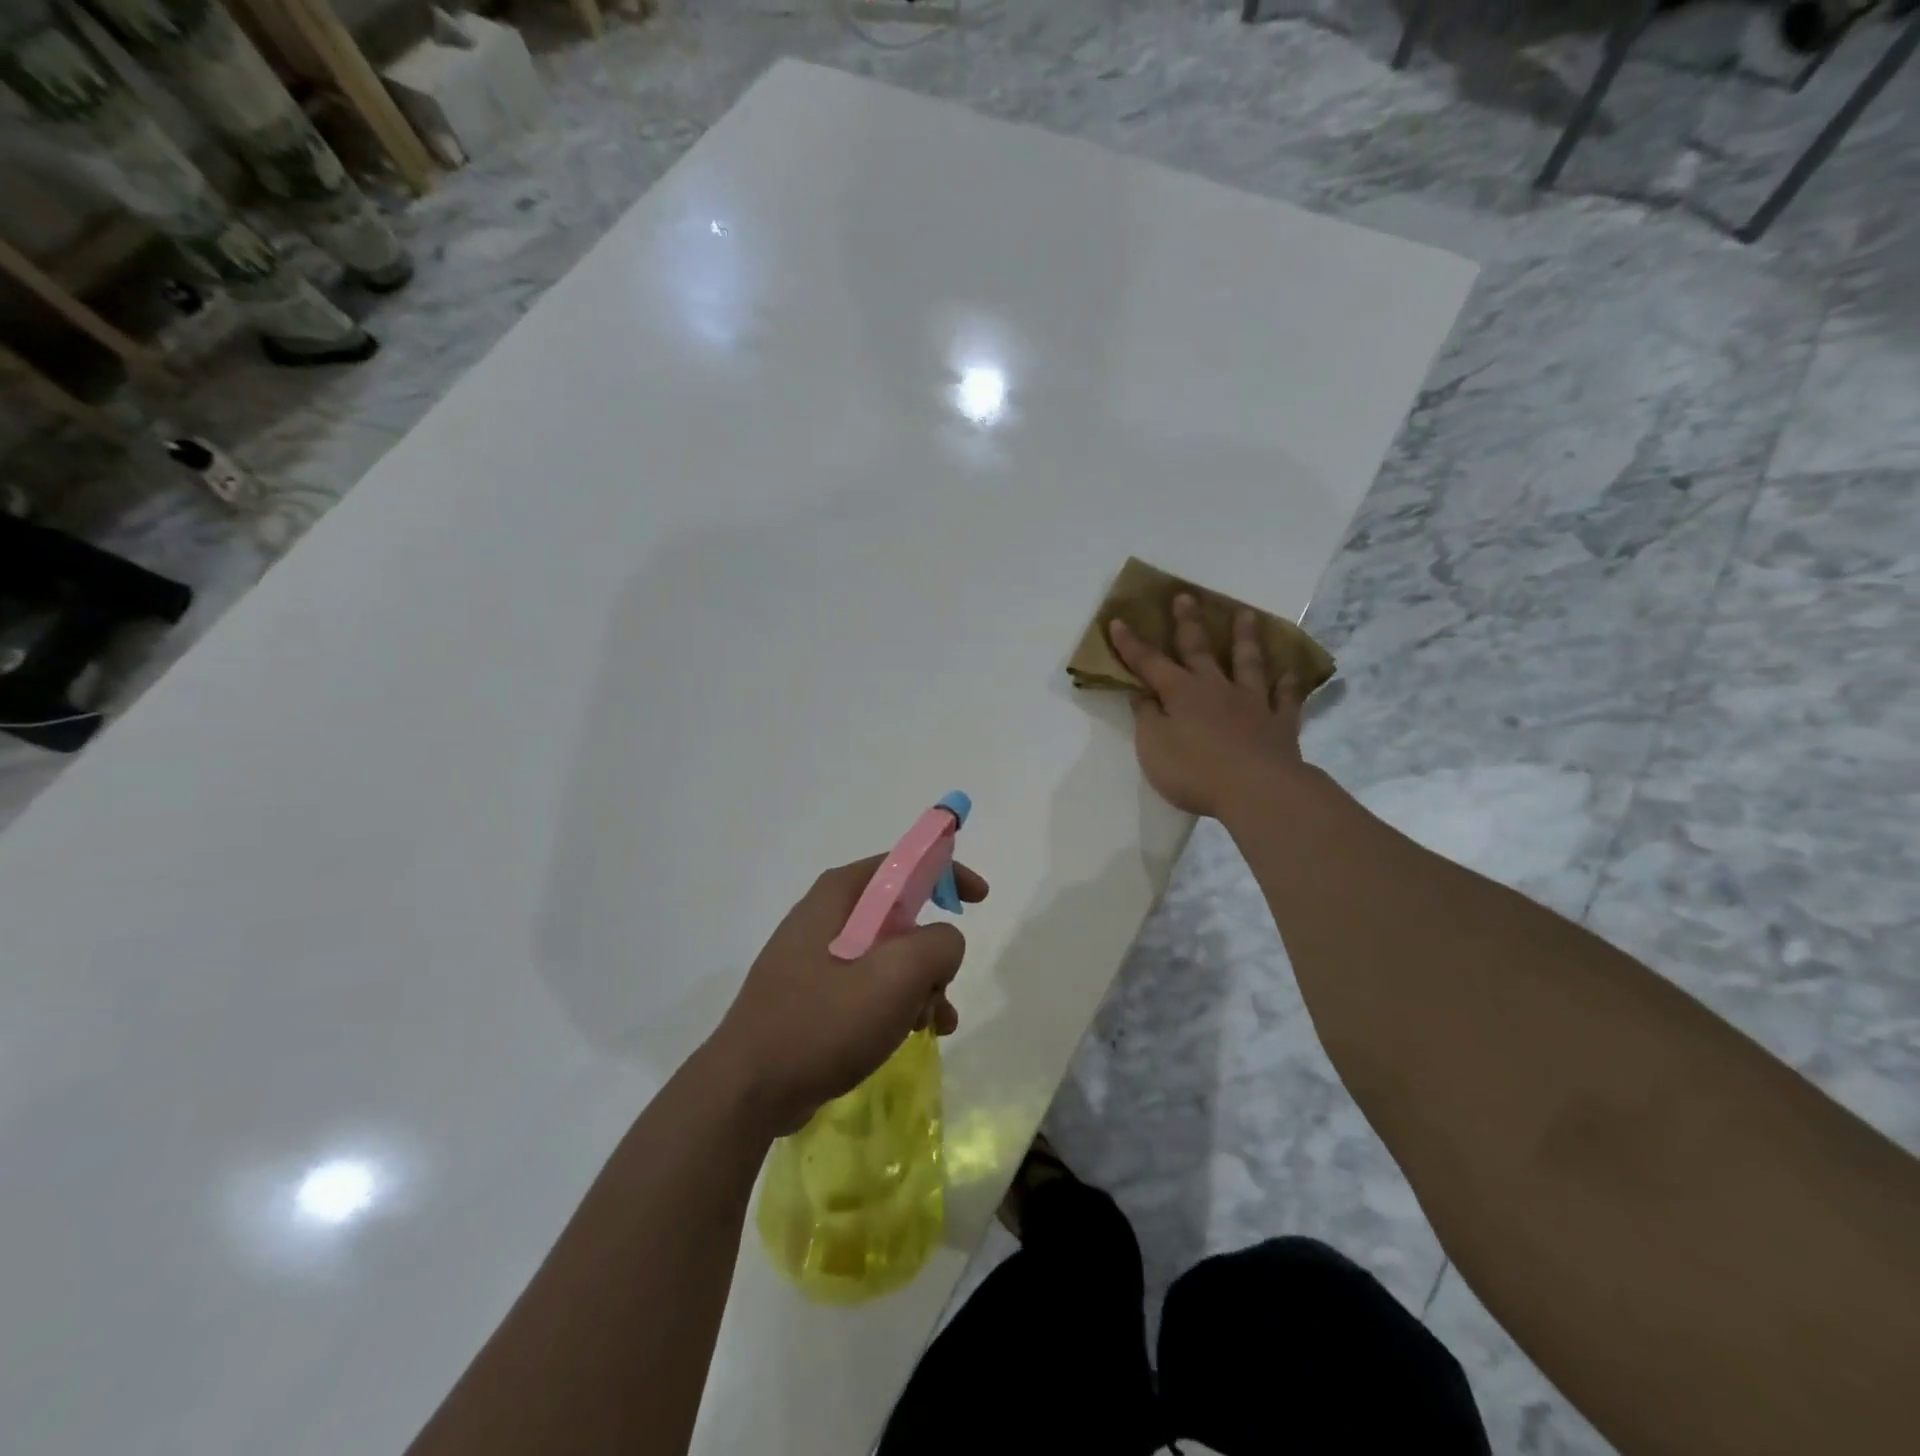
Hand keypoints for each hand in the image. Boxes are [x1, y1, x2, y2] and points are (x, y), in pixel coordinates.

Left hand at [707, 856, 988, 1135]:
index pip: (903, 863)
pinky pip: (867, 986)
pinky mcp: (811, 995)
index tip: (979, 898)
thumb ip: (938, 945)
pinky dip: (896, 1003)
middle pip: (900, 916)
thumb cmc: (823, 1021)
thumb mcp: (896, 975)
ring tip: (933, 1024)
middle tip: (943, 987)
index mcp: (839, 895)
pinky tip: (911, 1035)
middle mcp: (825, 917)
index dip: (946, 872)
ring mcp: (814, 958)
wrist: (748, 1090)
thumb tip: (943, 944)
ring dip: (920, 985)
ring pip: (888, 956)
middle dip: (933, 952)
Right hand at [1108, 595, 1307, 819]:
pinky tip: (1290, 673)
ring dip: (1245, 637)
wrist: (1257, 790)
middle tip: (1185, 596)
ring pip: (1248, 662)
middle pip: (1200, 649)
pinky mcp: (1280, 723)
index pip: (1149, 663)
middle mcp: (1216, 688)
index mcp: (1181, 693)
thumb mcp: (1154, 747)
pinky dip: (1287, 684)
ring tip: (1245, 614)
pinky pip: (1285, 698)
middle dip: (1188, 623)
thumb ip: (1147, 718)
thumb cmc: (1195, 771)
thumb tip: (1142, 693)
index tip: (1118, 621)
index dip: (1131, 644)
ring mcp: (1252, 702)